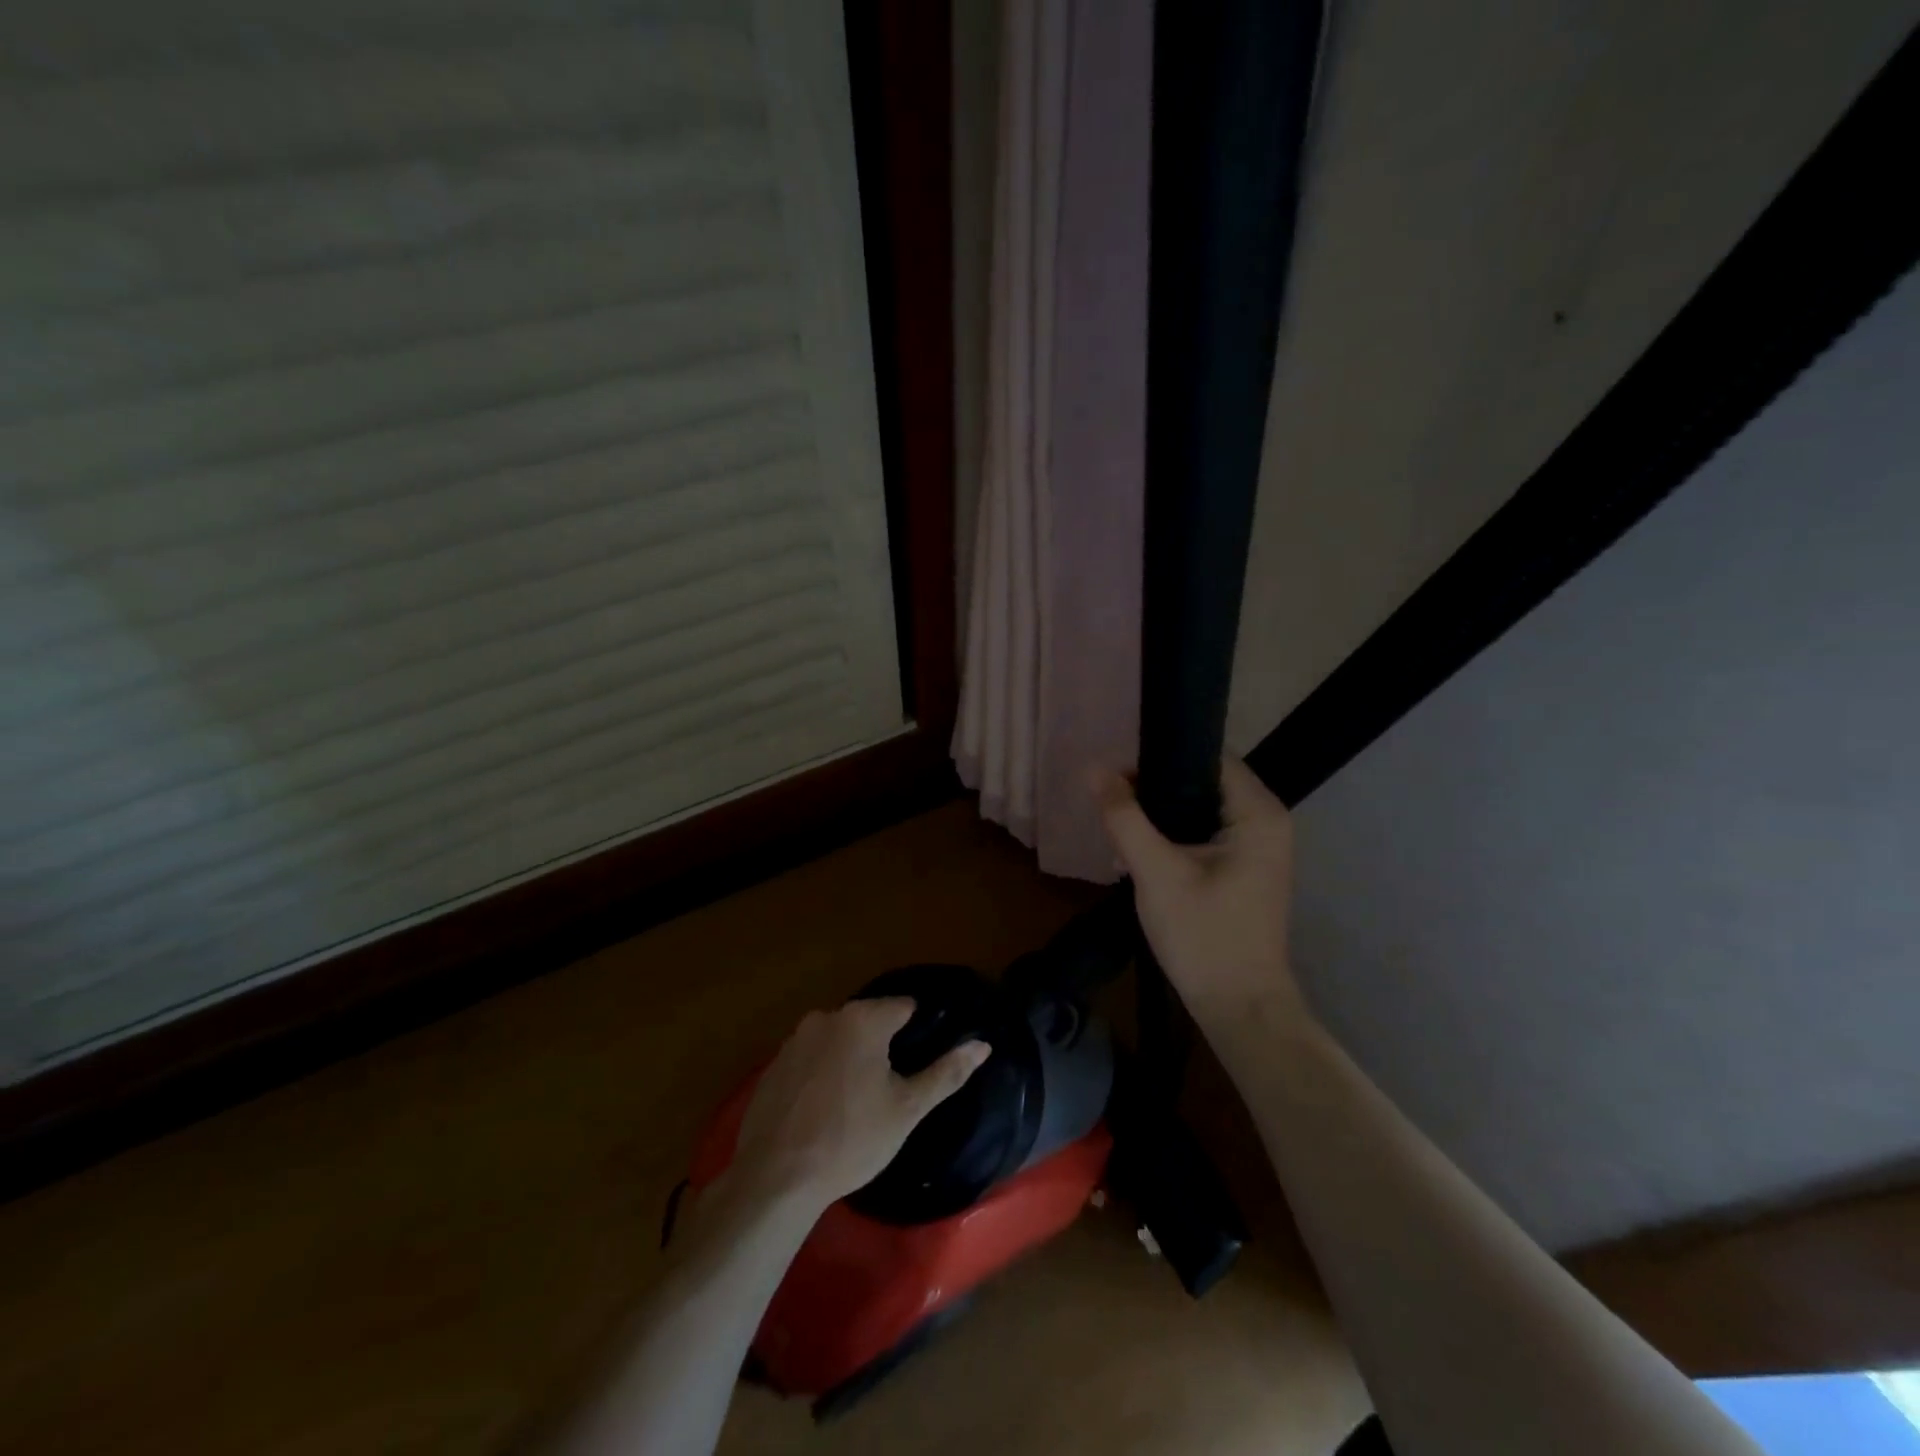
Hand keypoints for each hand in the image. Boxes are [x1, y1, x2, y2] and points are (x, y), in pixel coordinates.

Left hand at [727, 999, 989, 1210]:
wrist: (776, 1178)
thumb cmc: (851, 1139)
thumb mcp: (907, 1109)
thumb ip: (946, 1072)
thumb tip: (983, 1045)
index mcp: (862, 1019)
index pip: (904, 1006)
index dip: (918, 1030)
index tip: (921, 1058)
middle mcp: (826, 1017)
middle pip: (868, 1020)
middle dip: (883, 1044)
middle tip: (892, 1085)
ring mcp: (794, 1039)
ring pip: (838, 1039)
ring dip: (851, 1058)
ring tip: (859, 1100)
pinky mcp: (773, 1065)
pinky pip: (810, 1058)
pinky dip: (822, 1073)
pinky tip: (825, 1109)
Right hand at [1095, 757, 1308, 1033]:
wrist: (1239, 1007)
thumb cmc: (1204, 936)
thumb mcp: (1156, 873)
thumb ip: (1125, 818)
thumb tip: (1095, 770)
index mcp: (1258, 813)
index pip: (1208, 757)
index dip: (1161, 756)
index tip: (1119, 770)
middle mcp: (1267, 820)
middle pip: (1204, 781)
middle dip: (1156, 787)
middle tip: (1113, 800)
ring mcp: (1259, 846)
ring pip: (1201, 807)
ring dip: (1161, 814)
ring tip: (1120, 824)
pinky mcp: (1245, 867)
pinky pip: (1205, 832)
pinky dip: (1175, 834)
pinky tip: (1141, 849)